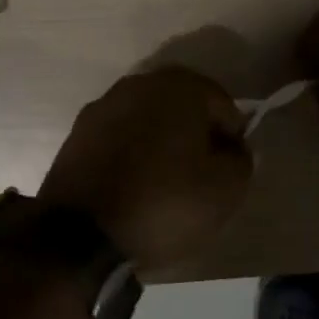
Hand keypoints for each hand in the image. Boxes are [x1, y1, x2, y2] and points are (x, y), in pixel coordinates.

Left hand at [40, 67, 253, 270]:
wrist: (80, 234)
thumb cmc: (164, 203)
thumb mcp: (225, 190)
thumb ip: (241, 160)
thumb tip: (232, 148)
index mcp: (181, 86)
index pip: (223, 106)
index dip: (231, 139)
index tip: (228, 171)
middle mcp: (140, 83)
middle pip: (183, 106)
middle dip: (195, 136)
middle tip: (199, 177)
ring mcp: (103, 105)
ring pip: (148, 119)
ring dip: (160, 142)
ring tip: (163, 183)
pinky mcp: (78, 131)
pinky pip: (119, 136)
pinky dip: (130, 153)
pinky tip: (132, 185)